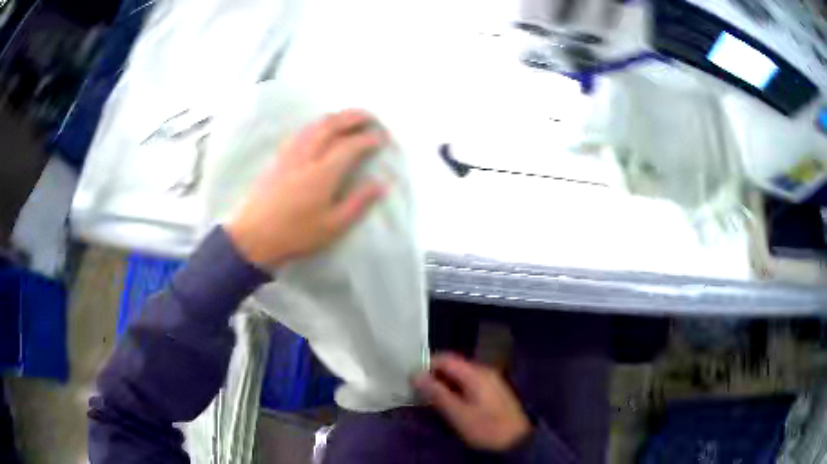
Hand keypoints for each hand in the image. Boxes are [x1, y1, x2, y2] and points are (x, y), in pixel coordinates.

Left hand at [226, 109, 387, 268]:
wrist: (254, 237)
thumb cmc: (295, 235)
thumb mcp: (332, 226)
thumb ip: (357, 202)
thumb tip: (380, 185)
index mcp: (323, 173)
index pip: (350, 145)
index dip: (368, 139)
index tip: (382, 138)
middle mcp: (306, 156)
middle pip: (331, 125)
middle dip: (353, 116)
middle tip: (370, 117)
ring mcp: (289, 154)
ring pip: (314, 125)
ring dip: (335, 117)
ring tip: (349, 118)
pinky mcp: (278, 158)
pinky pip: (301, 131)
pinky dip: (317, 124)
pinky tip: (321, 129)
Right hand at [413, 353, 531, 451]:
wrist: (517, 441)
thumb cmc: (485, 427)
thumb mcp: (457, 413)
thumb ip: (436, 393)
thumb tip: (415, 374)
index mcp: (475, 373)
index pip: (445, 358)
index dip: (425, 365)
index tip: (411, 381)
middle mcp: (484, 371)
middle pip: (452, 365)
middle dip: (434, 376)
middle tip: (418, 392)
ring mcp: (490, 380)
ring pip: (460, 375)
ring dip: (444, 384)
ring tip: (430, 400)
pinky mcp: (493, 391)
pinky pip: (468, 383)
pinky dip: (455, 389)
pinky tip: (449, 403)